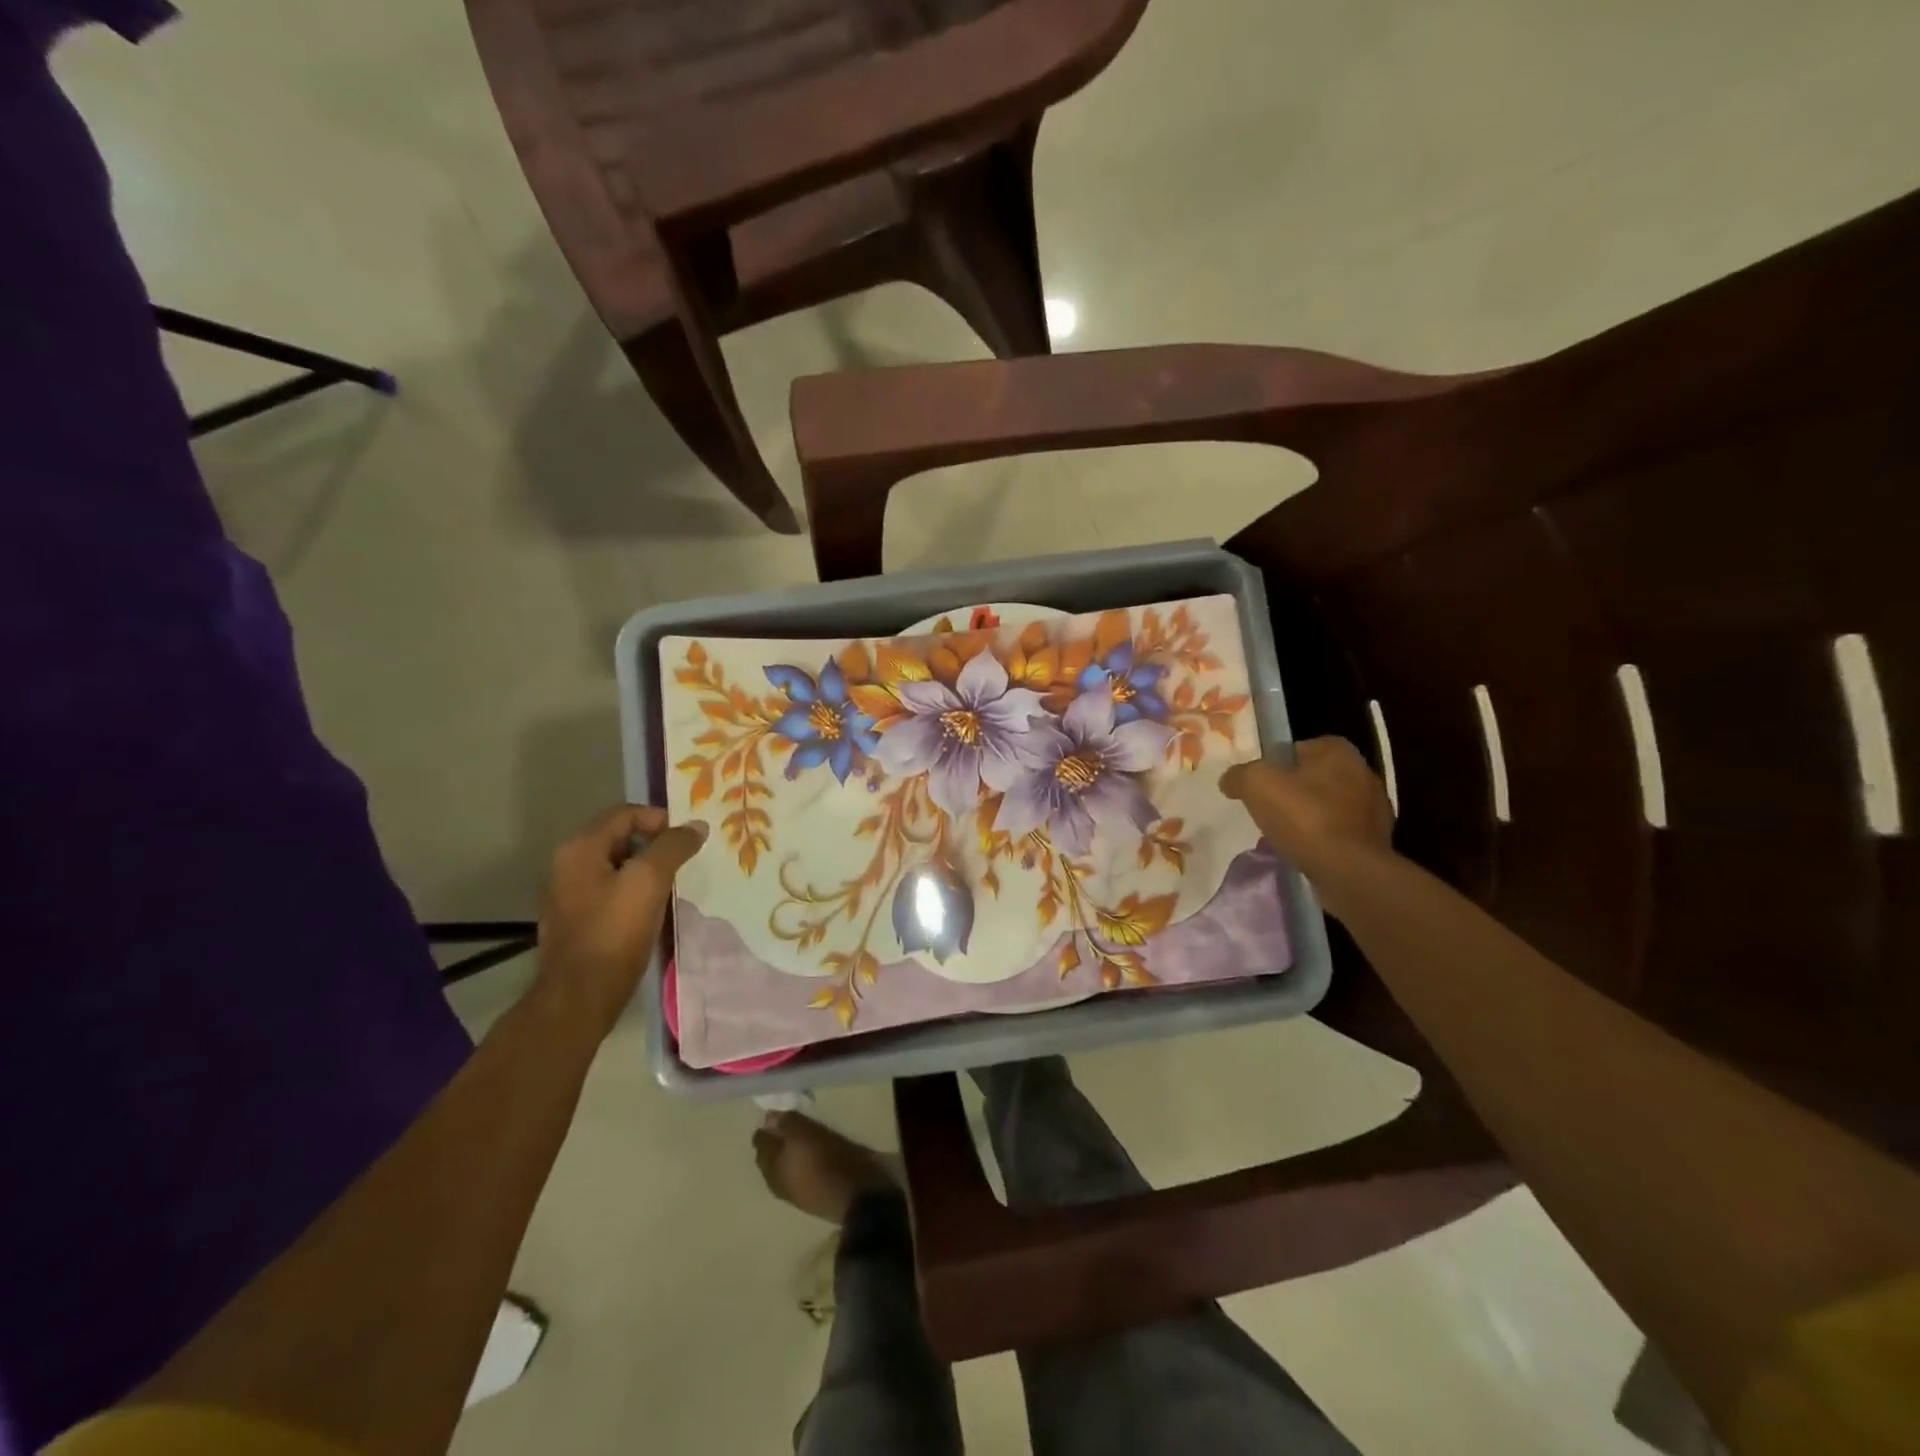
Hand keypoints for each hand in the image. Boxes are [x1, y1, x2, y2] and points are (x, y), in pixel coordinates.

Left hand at [533, 805, 707, 1039]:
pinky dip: (634, 890)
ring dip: (647, 869)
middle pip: (620, 837)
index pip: (625, 813)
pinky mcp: (577, 919)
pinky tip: (653, 908)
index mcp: (580, 848)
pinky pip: (611, 890)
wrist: (580, 996)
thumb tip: (696, 825)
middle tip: (685, 861)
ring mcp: (569, 893)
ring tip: (674, 884)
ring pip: (617, 865)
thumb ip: (673, 846)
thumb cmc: (614, 932)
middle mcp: (568, 864)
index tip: (687, 841)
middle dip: (655, 844)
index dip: (660, 820)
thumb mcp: (650, 881)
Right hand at [1220, 737, 1394, 909]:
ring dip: (1307, 818)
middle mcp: (1363, 772)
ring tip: (1284, 836)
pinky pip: (1338, 832)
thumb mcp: (1256, 784)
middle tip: (1267, 812)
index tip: (1259, 788)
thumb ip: (1239, 775)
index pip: (1295, 750)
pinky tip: (1305, 852)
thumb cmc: (1305, 818)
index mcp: (1337, 751)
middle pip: (1312, 779)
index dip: (1273, 767)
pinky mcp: (1376, 839)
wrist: (1350, 871)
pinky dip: (1322, 839)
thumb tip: (1231, 780)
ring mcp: (1374, 808)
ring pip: (1326, 807)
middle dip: (1291, 793)